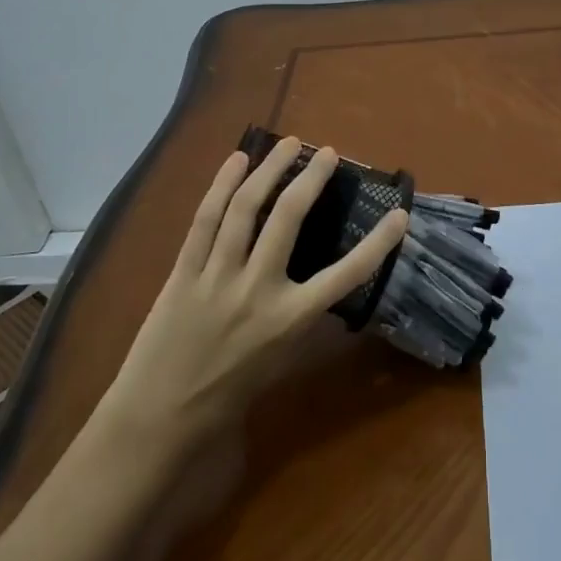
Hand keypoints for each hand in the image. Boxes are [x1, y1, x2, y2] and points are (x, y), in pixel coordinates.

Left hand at [83, 139, 407, 469]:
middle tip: (329, 153)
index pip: (347, 275)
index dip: (378, 243)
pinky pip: (205, 219)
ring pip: (246, 208)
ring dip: (269, 169)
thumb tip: (319, 276)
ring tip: (287, 144)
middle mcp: (258, 289)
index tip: (399, 215)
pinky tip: (236, 161)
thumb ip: (301, 314)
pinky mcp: (184, 271)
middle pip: (289, 218)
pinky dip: (222, 185)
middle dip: (312, 178)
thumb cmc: (230, 393)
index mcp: (290, 319)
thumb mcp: (281, 359)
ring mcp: (217, 276)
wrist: (160, 417)